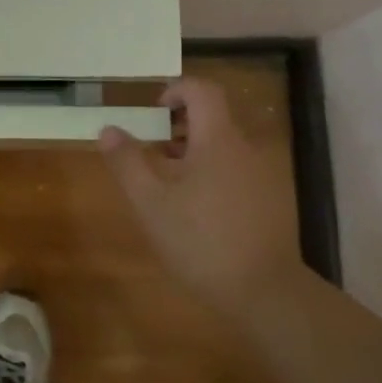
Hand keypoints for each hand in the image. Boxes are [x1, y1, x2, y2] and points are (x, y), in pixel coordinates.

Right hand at [99, 77, 303, 307]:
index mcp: (219, 140)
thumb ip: (127, 162)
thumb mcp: (151, 203)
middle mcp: (247, 148)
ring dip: (195, 151)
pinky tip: (198, 209)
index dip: (176, 90)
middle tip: (153, 150)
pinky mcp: (273, 200)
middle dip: (180, 125)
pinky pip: (238, 169)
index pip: (202, 90)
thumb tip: (108, 129)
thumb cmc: (201, 241)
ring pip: (225, 146)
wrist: (265, 293)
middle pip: (214, 117)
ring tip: (170, 183)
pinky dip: (214, 172)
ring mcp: (265, 175)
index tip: (154, 111)